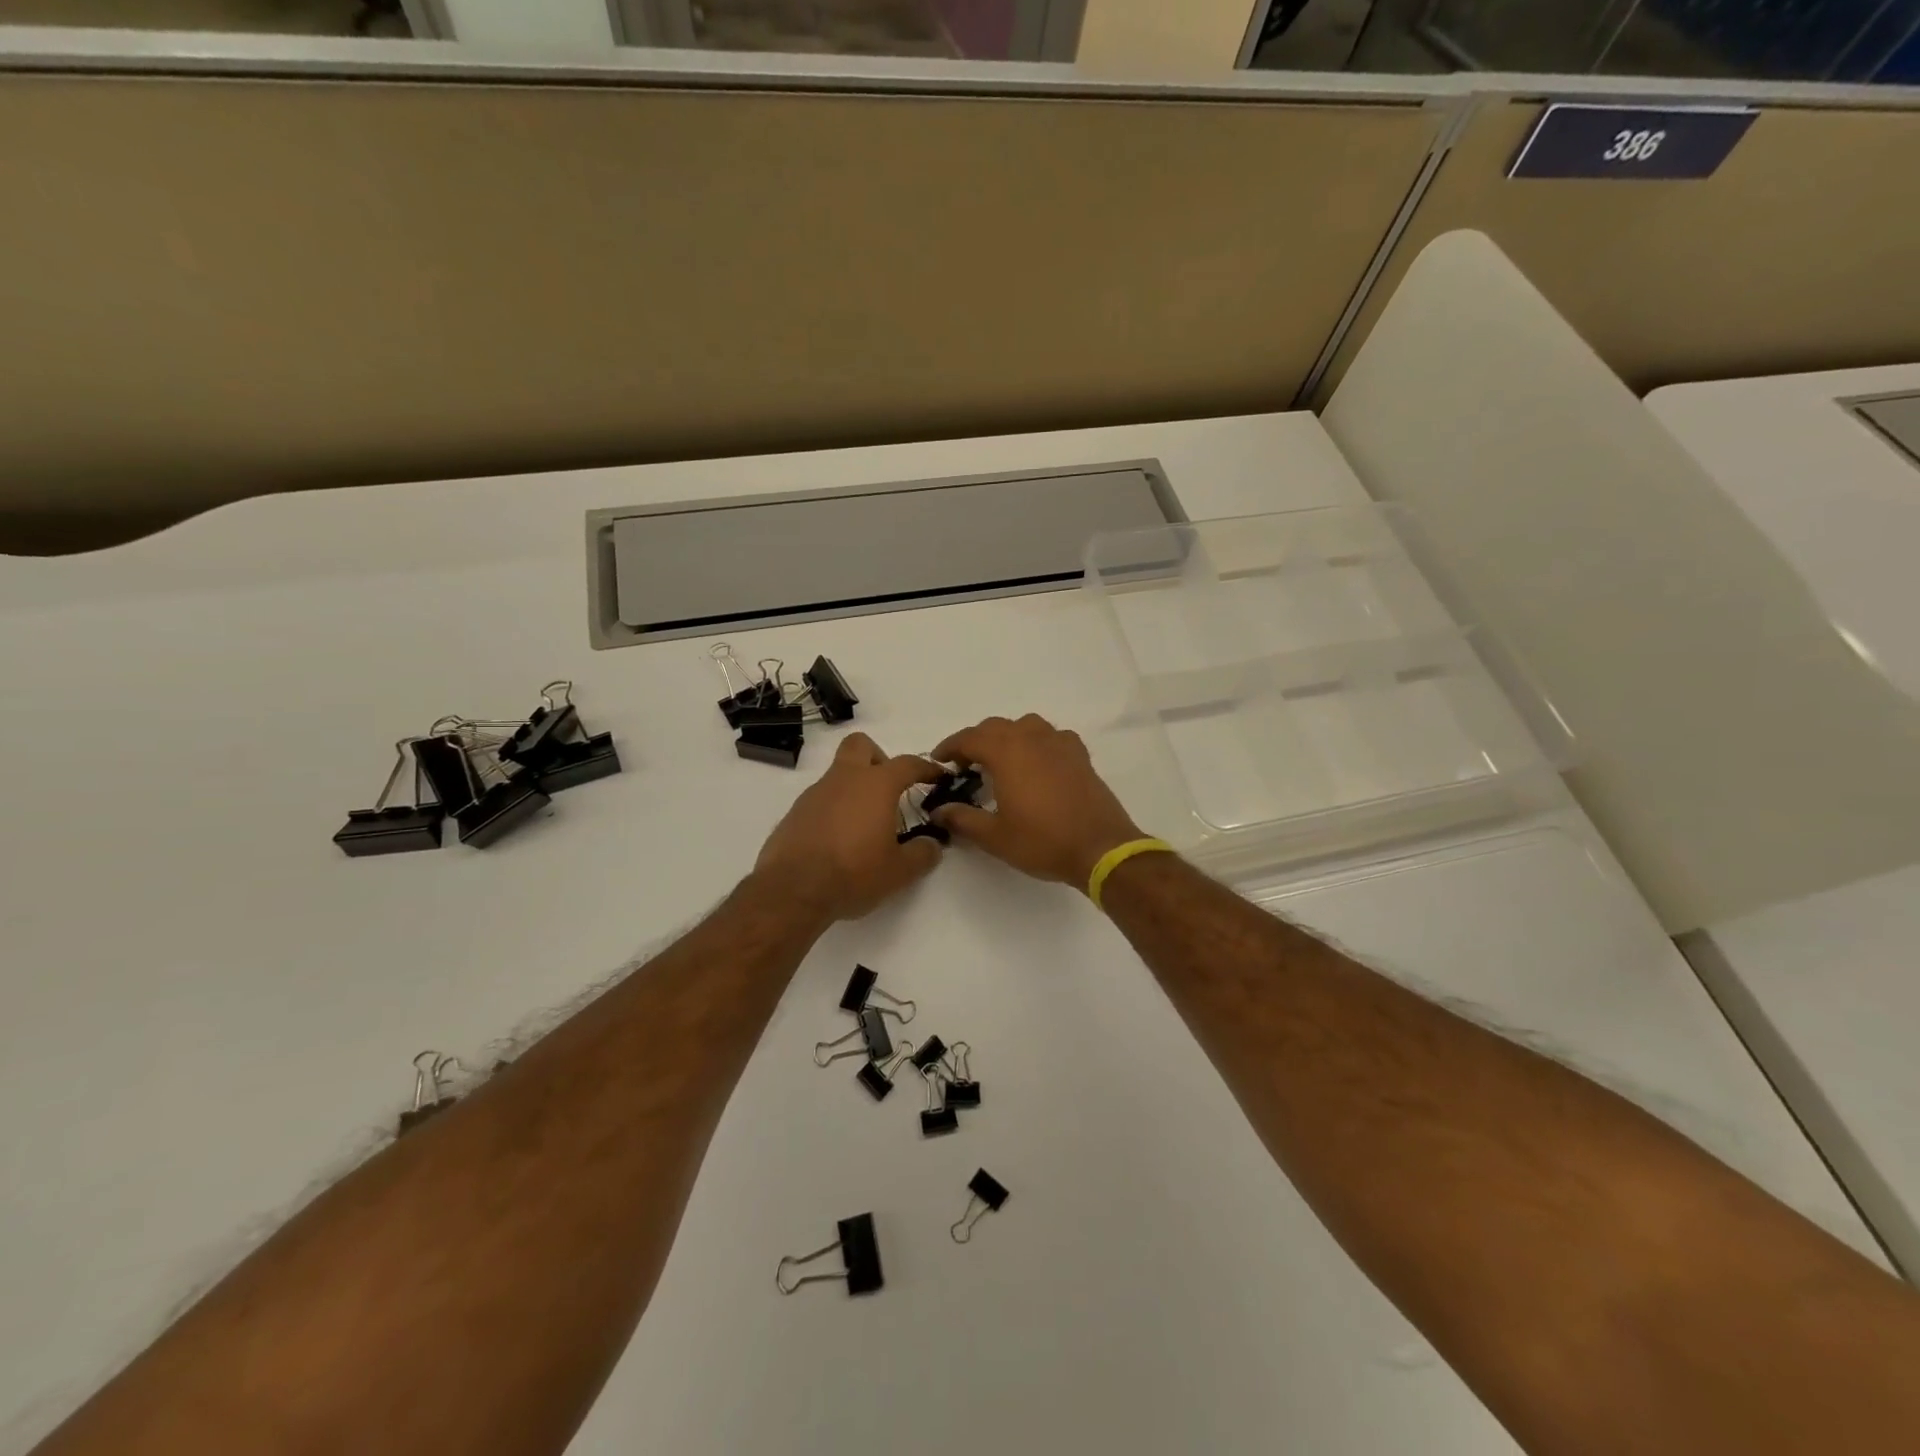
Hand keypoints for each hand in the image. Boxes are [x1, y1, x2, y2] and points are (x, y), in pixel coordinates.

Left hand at [753, 733, 944, 921]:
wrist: (792, 890)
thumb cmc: (853, 873)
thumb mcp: (899, 871)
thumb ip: (922, 853)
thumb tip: (932, 844)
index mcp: (876, 785)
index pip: (908, 764)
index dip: (926, 768)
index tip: (938, 777)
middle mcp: (844, 779)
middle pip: (861, 745)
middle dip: (878, 759)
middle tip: (889, 789)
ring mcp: (815, 794)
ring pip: (838, 774)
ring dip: (854, 789)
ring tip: (865, 825)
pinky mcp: (795, 813)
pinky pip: (821, 799)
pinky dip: (834, 810)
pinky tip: (839, 840)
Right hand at [929, 714, 1144, 888]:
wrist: (1100, 848)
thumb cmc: (1042, 841)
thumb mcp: (995, 836)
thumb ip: (963, 819)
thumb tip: (939, 811)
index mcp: (1006, 752)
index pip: (969, 738)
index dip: (950, 747)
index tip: (939, 761)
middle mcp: (1032, 738)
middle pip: (996, 727)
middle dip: (976, 741)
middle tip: (965, 765)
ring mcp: (1059, 743)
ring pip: (1026, 725)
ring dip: (1008, 736)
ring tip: (1001, 760)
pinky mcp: (1079, 755)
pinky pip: (1052, 736)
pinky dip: (1037, 743)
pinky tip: (1037, 763)